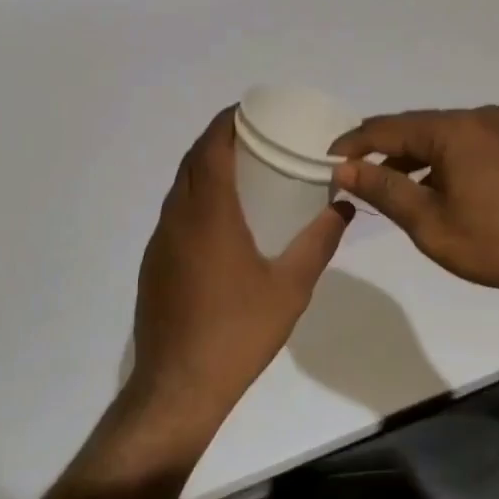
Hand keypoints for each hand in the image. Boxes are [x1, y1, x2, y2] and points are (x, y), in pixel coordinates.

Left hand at [128, 109, 351, 449]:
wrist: (178, 388)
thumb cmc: (238, 332)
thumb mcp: (291, 287)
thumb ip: (319, 242)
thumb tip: (344, 206)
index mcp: (208, 215)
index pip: (210, 149)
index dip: (226, 122)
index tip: (250, 110)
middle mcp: (177, 219)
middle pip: (191, 162)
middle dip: (217, 139)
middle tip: (254, 135)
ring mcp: (160, 242)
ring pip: (180, 187)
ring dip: (205, 168)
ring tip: (241, 169)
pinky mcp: (153, 265)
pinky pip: (175, 213)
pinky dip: (196, 197)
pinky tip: (222, 219)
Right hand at [331, 106, 498, 307]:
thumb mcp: (431, 223)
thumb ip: (384, 190)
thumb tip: (344, 168)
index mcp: (454, 128)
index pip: (387, 127)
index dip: (353, 144)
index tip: (325, 163)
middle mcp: (477, 117)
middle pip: (415, 128)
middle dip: (381, 151)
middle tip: (351, 177)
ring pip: (440, 138)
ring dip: (411, 160)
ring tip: (385, 189)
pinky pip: (463, 146)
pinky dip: (439, 164)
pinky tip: (430, 191)